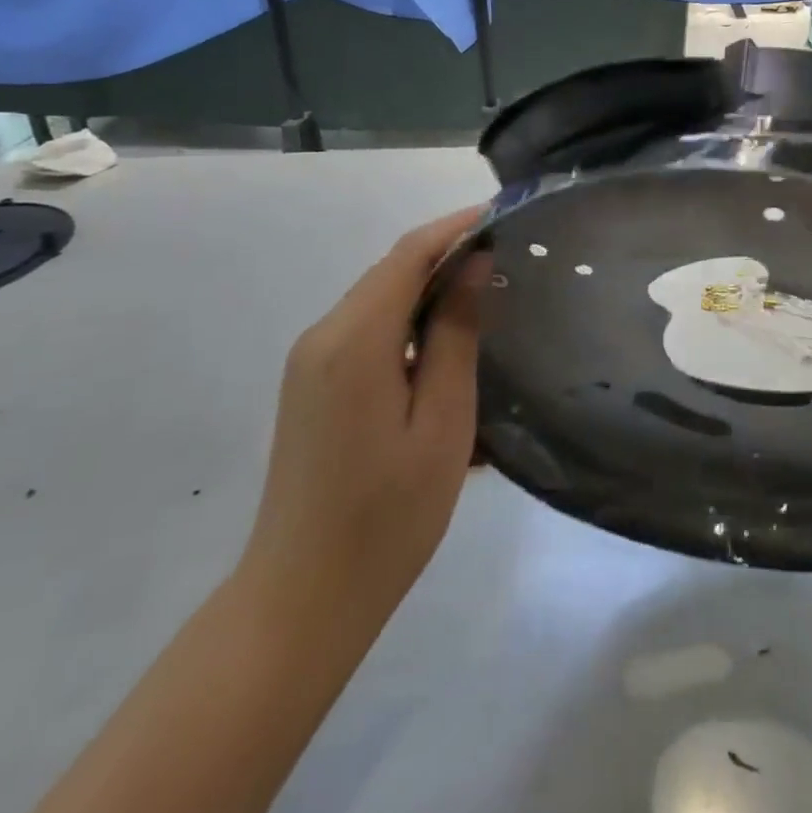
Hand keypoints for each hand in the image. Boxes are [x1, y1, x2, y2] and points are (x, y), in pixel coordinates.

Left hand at [236, 207, 490, 634]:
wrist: (303, 597)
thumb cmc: (388, 515)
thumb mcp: (442, 421)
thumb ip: (455, 334)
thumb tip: (471, 264)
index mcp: (354, 340)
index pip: (408, 255)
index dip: (456, 228)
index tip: (504, 215)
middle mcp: (322, 337)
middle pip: (390, 272)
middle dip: (446, 255)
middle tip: (508, 259)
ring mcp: (310, 363)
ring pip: (378, 300)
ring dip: (429, 290)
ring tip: (487, 297)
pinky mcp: (312, 386)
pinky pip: (367, 332)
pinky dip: (409, 323)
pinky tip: (446, 348)